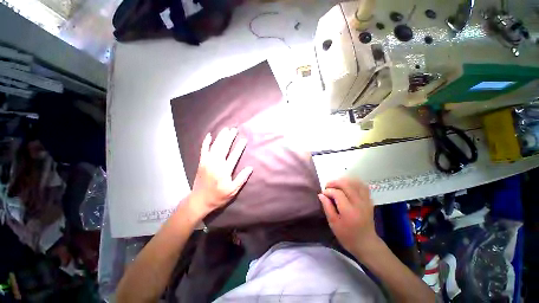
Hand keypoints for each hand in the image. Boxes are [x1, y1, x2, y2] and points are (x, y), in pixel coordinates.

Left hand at [188, 127, 252, 219]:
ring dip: (220, 137)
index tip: (244, 140)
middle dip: (229, 138)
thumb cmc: (218, 196)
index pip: (234, 155)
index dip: (240, 147)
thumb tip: (250, 168)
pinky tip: (209, 135)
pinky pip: (203, 150)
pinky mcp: (201, 163)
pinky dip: (206, 142)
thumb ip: (241, 179)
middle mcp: (216, 164)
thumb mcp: (232, 191)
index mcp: (224, 171)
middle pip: (224, 147)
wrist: (199, 201)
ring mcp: (207, 162)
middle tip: (234, 129)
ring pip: (214, 146)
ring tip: (226, 129)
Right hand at [318, 178, 379, 256]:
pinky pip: (363, 187)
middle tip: (327, 186)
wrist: (366, 244)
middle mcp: (358, 203)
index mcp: (349, 211)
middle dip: (334, 182)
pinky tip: (347, 186)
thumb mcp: (333, 223)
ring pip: (355, 183)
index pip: (337, 193)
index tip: (323, 194)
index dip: (328, 191)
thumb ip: (327, 207)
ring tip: (336, 185)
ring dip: (344, 181)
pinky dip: (354, 183)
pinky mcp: (369, 201)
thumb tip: (321, 194)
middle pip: (346, 184)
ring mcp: (366, 201)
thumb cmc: (347, 236)